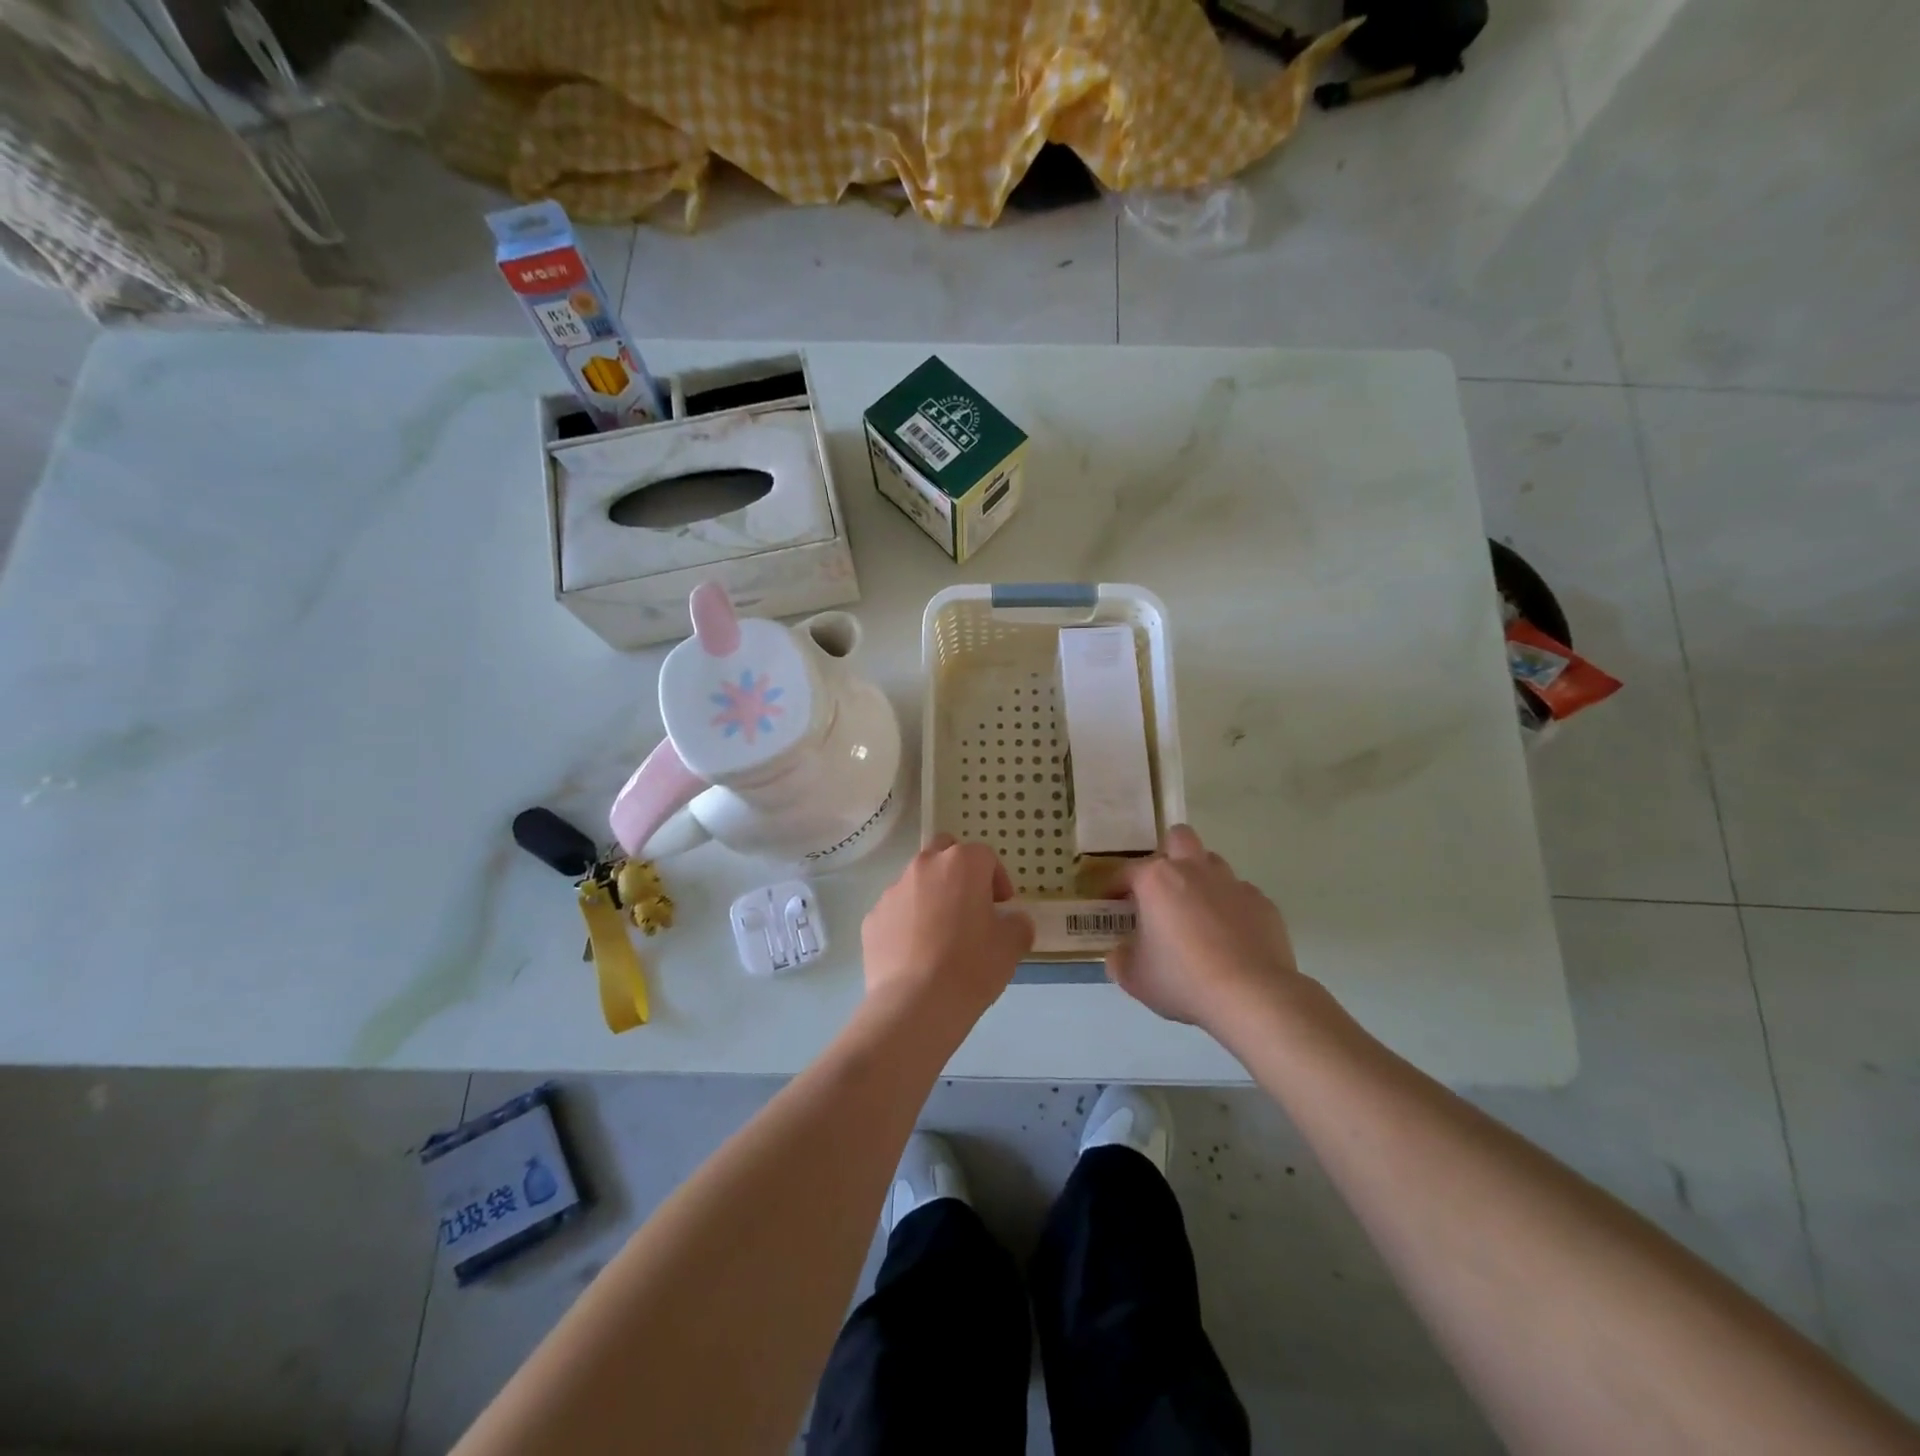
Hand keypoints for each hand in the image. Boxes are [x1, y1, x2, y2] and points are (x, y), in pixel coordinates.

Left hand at [861, 835, 1034, 1028]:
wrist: (915, 1004)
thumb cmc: (971, 966)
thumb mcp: (1011, 946)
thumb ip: (1017, 924)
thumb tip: (1012, 921)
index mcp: (961, 864)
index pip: (985, 856)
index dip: (997, 879)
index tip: (1002, 906)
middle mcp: (924, 866)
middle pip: (944, 852)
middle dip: (958, 871)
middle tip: (970, 905)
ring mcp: (893, 891)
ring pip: (917, 881)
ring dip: (931, 896)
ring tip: (941, 935)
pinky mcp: (872, 917)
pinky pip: (896, 911)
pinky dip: (907, 922)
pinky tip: (917, 954)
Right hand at [1107, 824, 1304, 1032]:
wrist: (1253, 997)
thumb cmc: (1183, 980)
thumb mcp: (1135, 977)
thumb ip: (1121, 958)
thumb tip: (1122, 953)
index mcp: (1156, 880)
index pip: (1125, 871)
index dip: (1114, 888)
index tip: (1112, 904)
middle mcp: (1194, 870)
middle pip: (1179, 838)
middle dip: (1168, 854)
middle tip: (1162, 889)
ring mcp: (1232, 884)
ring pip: (1213, 864)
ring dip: (1201, 879)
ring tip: (1197, 914)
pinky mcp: (1263, 903)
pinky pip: (1240, 896)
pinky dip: (1230, 909)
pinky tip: (1230, 939)